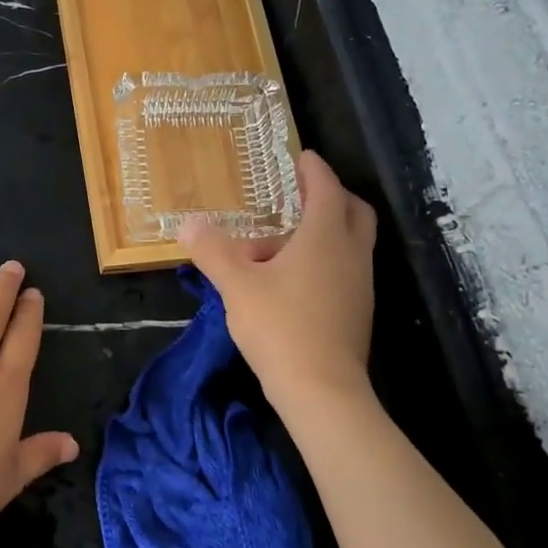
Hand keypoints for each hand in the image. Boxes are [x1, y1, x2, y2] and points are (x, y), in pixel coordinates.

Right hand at [179, 151, 378, 411]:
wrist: (322, 391)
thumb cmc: (280, 327)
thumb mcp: (236, 286)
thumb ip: (212, 251)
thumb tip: (187, 225)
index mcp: (325, 237)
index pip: (326, 188)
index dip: (314, 169)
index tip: (301, 156)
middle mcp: (351, 254)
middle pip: (353, 211)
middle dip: (329, 196)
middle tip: (299, 194)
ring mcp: (360, 284)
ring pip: (349, 243)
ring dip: (322, 233)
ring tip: (279, 245)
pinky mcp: (357, 311)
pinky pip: (344, 269)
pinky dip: (324, 260)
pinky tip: (290, 280)